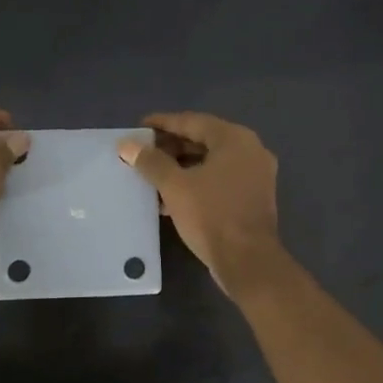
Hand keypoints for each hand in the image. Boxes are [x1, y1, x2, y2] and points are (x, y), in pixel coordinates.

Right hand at [118, 112, 283, 294]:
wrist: (247, 261)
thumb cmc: (211, 215)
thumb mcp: (175, 186)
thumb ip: (151, 162)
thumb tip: (127, 145)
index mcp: (235, 139)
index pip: (192, 121)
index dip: (162, 123)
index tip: (138, 128)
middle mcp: (250, 151)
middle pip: (203, 140)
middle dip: (171, 147)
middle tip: (142, 153)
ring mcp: (255, 175)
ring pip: (211, 162)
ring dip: (181, 167)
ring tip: (151, 175)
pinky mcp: (252, 198)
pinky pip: (219, 180)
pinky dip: (196, 182)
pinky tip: (170, 196)